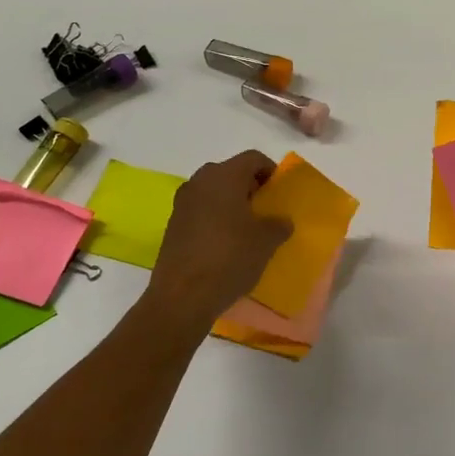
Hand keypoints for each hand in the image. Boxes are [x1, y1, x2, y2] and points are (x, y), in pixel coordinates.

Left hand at [145, 150, 291, 327]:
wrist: (182, 297)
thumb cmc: (229, 258)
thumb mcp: (266, 242)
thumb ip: (278, 225)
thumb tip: (281, 221)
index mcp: (224, 176)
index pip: (253, 158)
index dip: (271, 171)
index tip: (280, 193)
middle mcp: (200, 182)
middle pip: (231, 172)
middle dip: (250, 187)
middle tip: (265, 209)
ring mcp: (182, 203)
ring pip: (213, 192)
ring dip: (231, 203)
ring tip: (247, 228)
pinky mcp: (173, 225)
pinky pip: (200, 210)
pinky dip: (215, 218)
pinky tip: (226, 243)